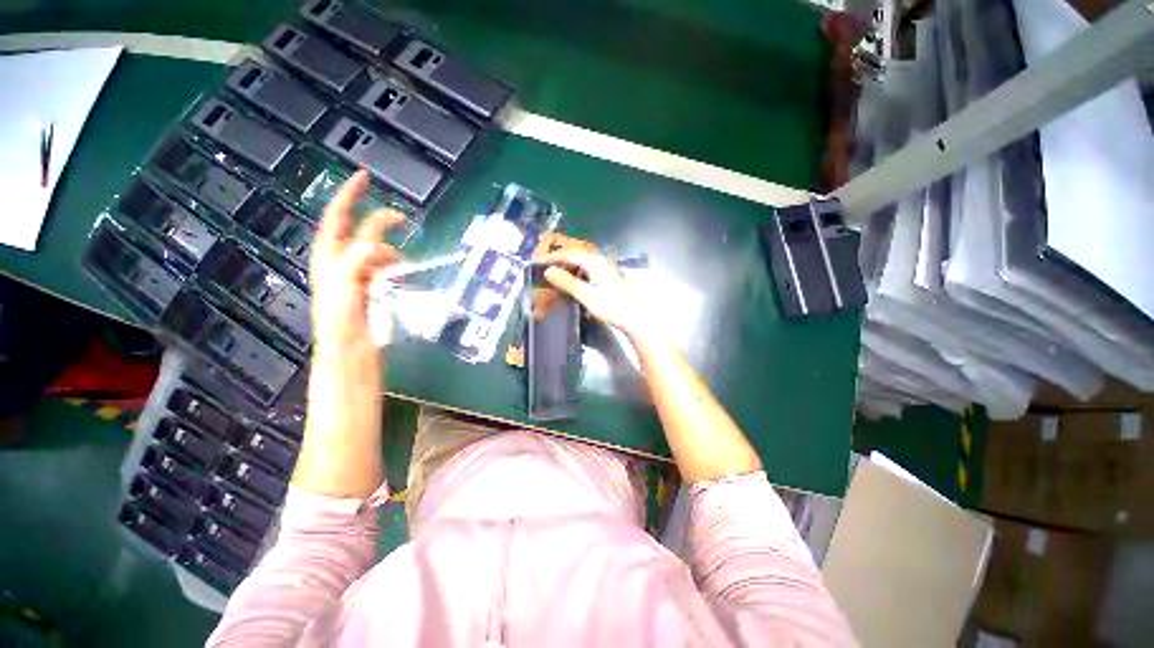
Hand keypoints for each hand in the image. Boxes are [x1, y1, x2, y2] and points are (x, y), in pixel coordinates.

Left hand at [310, 170, 404, 349]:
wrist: (350, 349)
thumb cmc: (340, 320)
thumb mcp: (343, 287)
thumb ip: (356, 260)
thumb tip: (376, 242)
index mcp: (328, 257)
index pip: (336, 217)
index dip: (348, 195)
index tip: (364, 177)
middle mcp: (341, 262)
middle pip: (361, 232)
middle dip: (380, 225)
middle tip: (402, 220)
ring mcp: (358, 275)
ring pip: (378, 252)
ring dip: (391, 254)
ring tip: (401, 267)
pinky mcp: (372, 288)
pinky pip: (386, 269)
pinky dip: (395, 269)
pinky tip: (401, 277)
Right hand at [540, 249, 652, 339]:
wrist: (632, 318)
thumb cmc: (610, 307)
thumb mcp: (586, 296)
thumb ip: (567, 282)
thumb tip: (548, 271)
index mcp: (594, 262)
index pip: (568, 254)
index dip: (552, 258)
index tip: (537, 262)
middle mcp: (600, 261)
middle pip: (575, 256)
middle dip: (559, 261)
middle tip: (544, 267)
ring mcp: (604, 268)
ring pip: (581, 264)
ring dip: (567, 268)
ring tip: (555, 276)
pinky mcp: (606, 277)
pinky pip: (587, 271)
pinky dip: (576, 275)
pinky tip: (572, 285)